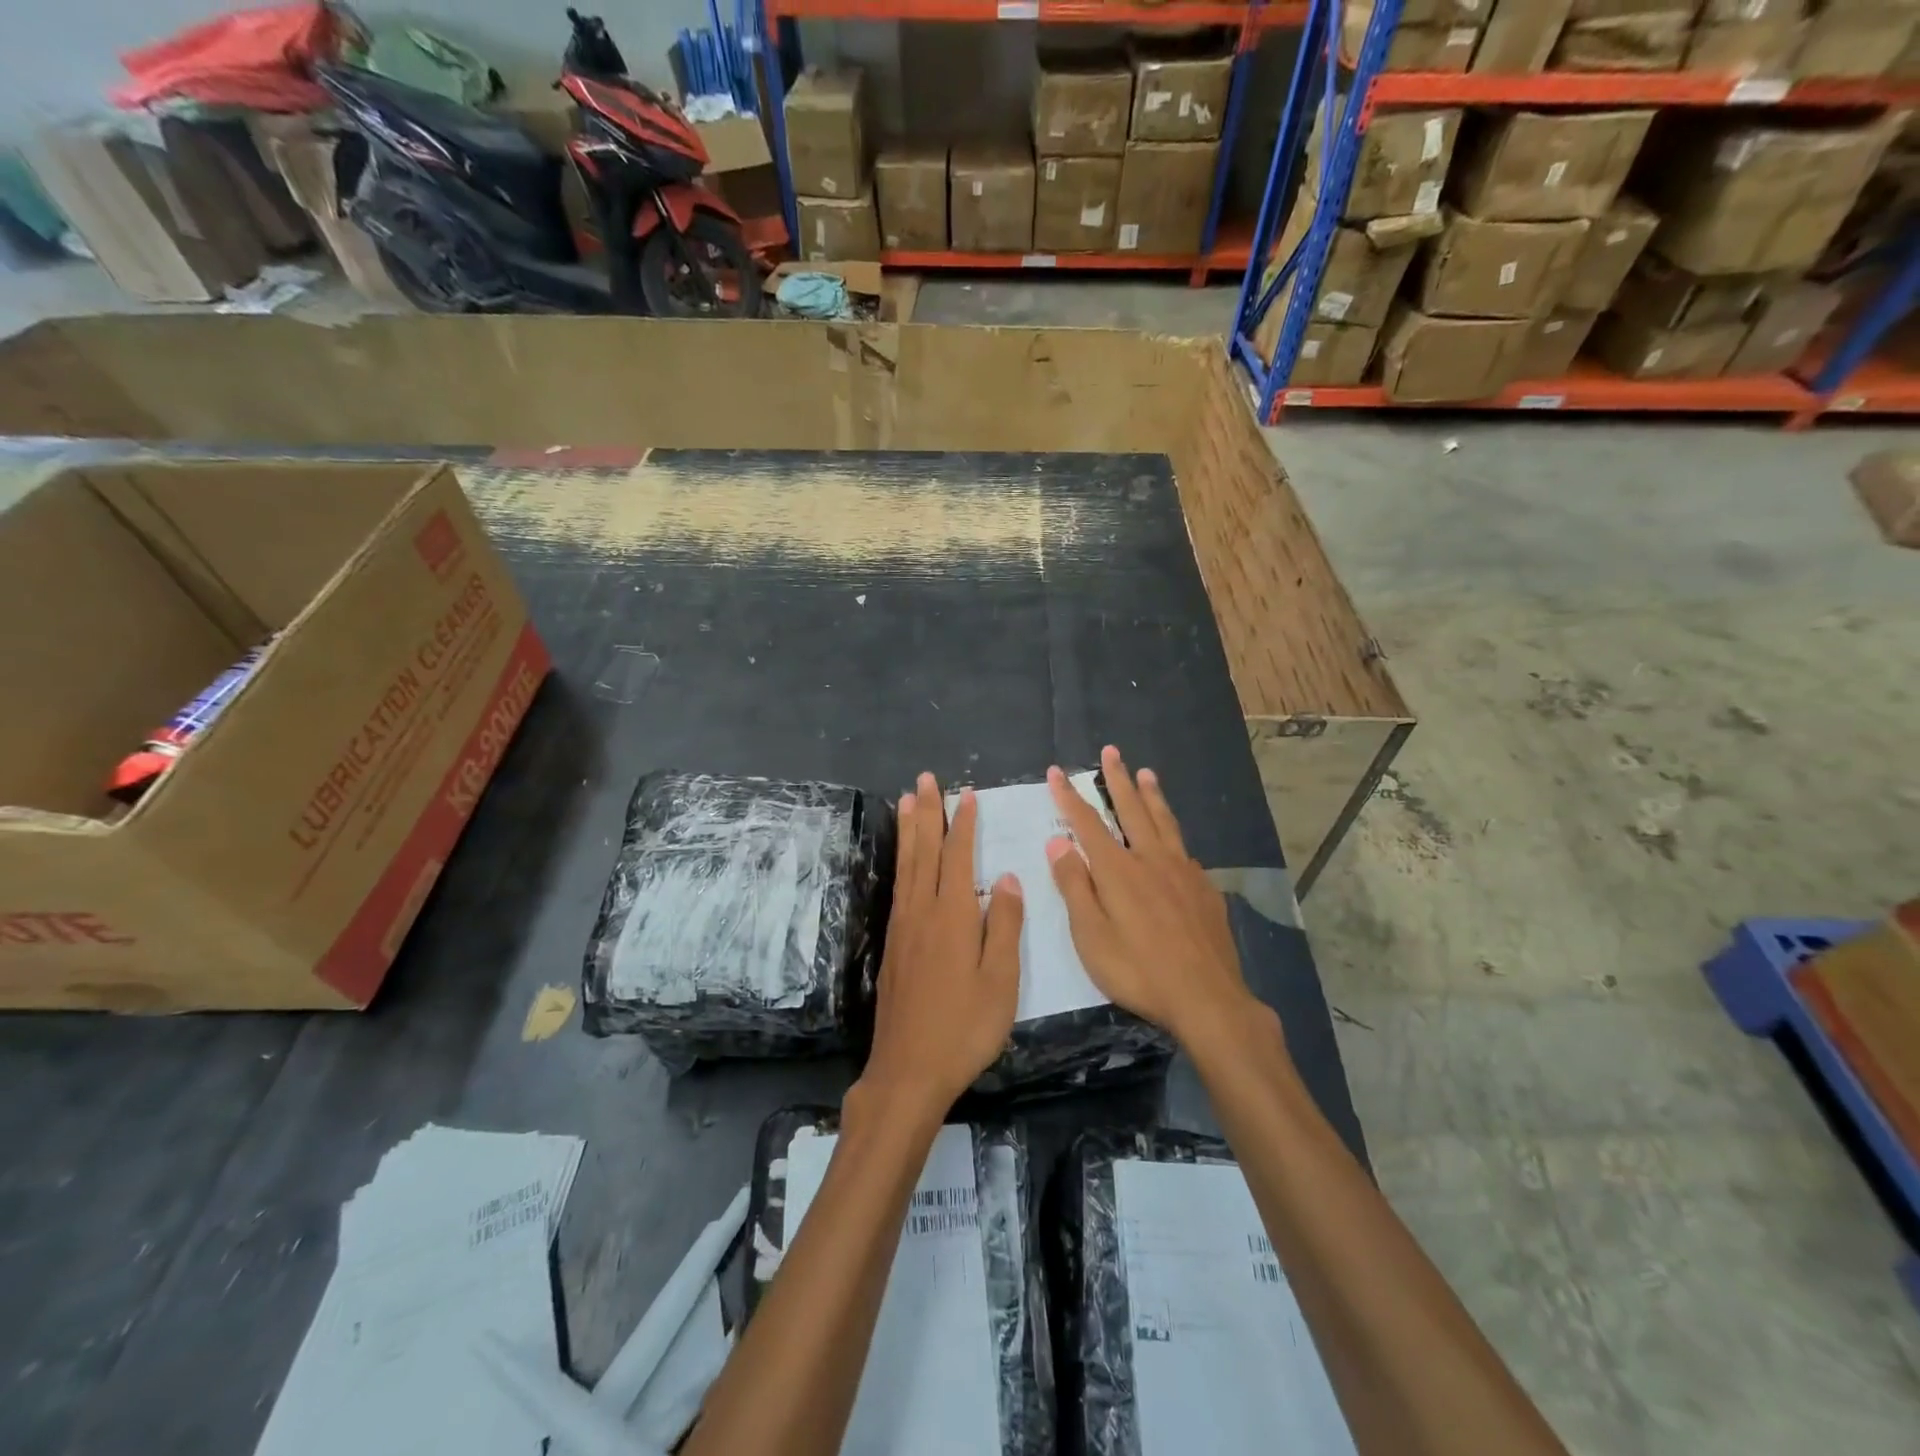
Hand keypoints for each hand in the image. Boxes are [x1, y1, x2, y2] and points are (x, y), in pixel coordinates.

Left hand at [862, 772, 1023, 1114]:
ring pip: (906, 867)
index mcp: (953, 917)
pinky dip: (901, 862)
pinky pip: (898, 888)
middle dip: (927, 814)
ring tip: (908, 802)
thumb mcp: (1000, 982)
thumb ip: (1004, 927)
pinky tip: (903, 862)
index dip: (962, 825)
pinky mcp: (892, 946)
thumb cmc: (964, 1028)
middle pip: (924, 852)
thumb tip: (1007, 879)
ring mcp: (903, 928)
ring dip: (909, 831)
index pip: (958, 858)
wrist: (908, 1070)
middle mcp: (922, 913)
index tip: (966, 795)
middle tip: (924, 780)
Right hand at [1046, 746, 1262, 1050]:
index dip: (1069, 797)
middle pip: (1131, 810)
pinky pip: (1184, 850)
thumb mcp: (1092, 936)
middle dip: (1117, 779)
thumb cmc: (1139, 971)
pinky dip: (1173, 833)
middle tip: (1112, 751)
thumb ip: (1075, 886)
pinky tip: (1174, 838)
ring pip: (1164, 822)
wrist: (1208, 998)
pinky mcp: (1205, 889)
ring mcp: (1183, 872)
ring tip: (1146, 773)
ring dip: (1152, 796)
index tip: (1057, 772)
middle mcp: (1151, 860)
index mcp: (1118, 871)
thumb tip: (1058, 842)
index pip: (1087, 823)